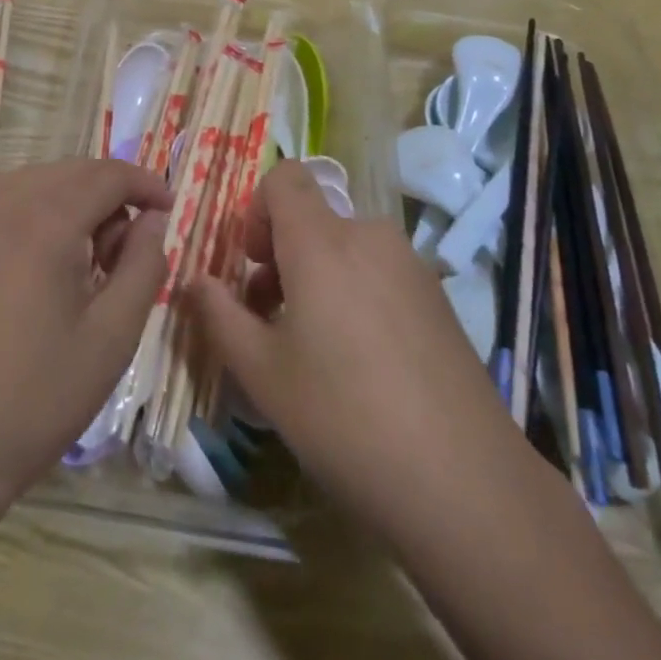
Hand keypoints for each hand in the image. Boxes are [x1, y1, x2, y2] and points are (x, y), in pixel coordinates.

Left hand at [0, 160, 171, 513]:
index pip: (108, 174)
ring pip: (31, 186)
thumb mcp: (111, 336)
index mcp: (43, 220)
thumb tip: (152, 221)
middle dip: (108, 195)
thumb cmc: (35, 397)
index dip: (145, 184)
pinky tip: (34, 273)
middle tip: (126, 250)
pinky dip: (30, 220)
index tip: (168, 209)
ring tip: (84, 262)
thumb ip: (143, 265)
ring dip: (69, 204)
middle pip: (69, 172)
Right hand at [191, 161, 533, 549]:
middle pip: (313, 217)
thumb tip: (195, 281)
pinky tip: (362, 364)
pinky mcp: (438, 297)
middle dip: (281, 255)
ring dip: (316, 277)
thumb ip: (218, 315)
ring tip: (313, 348)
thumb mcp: (261, 373)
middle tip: (269, 319)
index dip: (257, 209)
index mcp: (322, 242)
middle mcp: (369, 236)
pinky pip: (378, 272)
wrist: (465, 483)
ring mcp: (411, 266)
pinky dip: (354, 293)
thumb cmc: (343, 419)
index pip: (285, 176)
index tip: (251, 265)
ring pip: (345, 247)